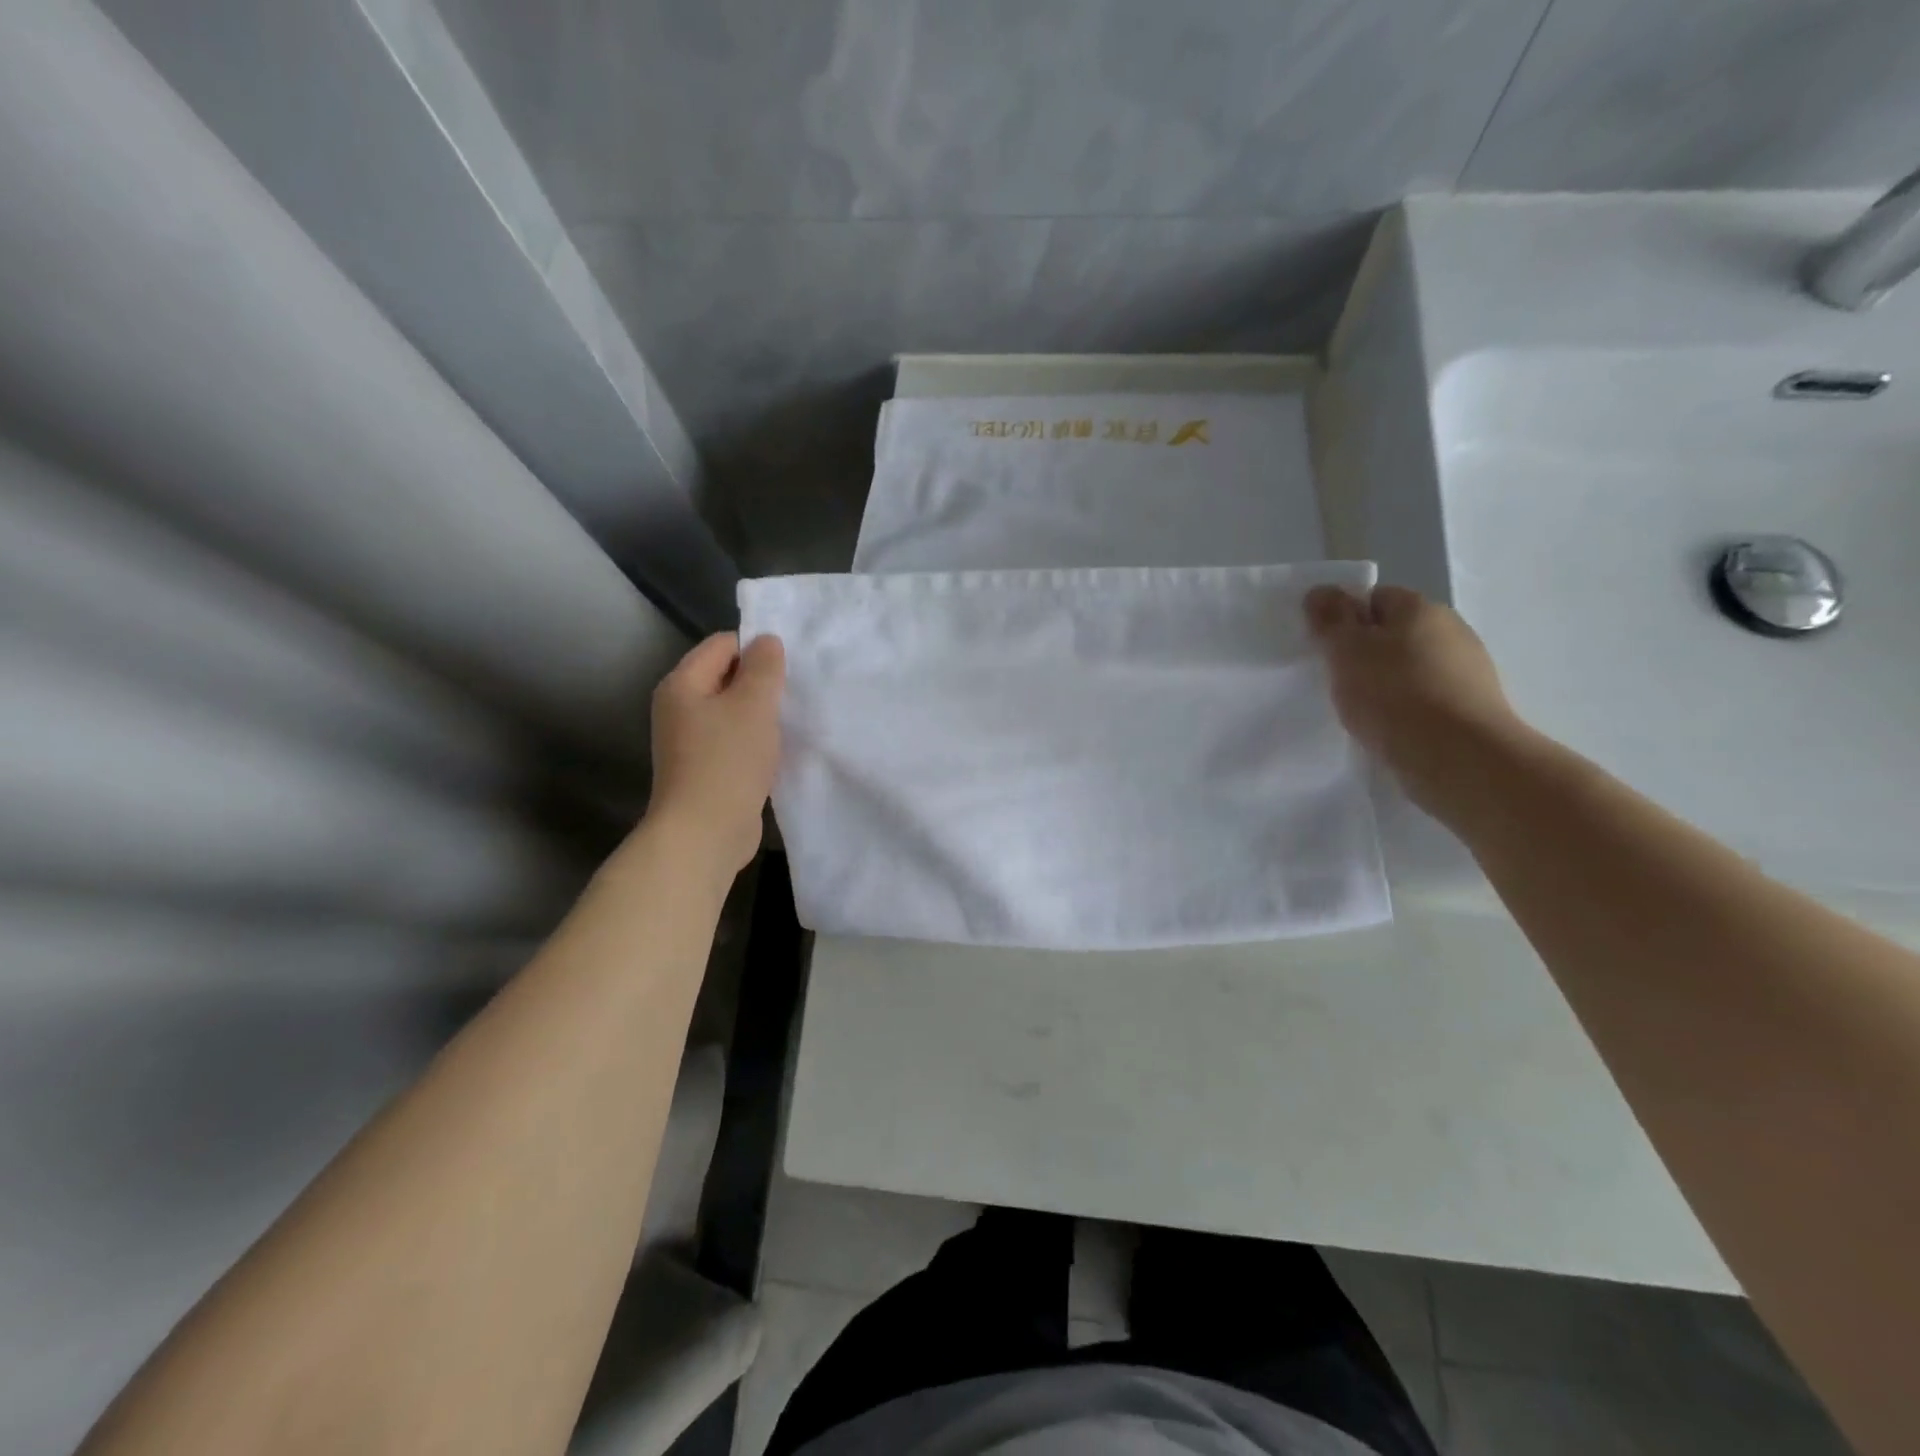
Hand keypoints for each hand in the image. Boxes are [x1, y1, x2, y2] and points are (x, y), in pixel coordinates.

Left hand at [645, 632, 784, 876]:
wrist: (705, 832)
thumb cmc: (728, 761)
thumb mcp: (753, 705)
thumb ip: (763, 667)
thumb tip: (766, 641)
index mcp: (682, 684)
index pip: (722, 644)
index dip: (756, 649)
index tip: (788, 668)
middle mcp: (679, 708)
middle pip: (726, 677)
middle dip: (761, 682)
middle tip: (794, 694)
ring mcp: (689, 741)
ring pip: (732, 711)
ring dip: (760, 714)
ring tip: (789, 722)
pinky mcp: (705, 768)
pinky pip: (733, 740)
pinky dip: (755, 741)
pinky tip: (776, 750)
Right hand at [1305, 584, 1528, 812]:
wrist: (1460, 759)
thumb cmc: (1394, 696)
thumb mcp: (1347, 652)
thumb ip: (1331, 620)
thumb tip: (1321, 592)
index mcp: (1421, 608)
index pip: (1375, 597)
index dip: (1346, 619)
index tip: (1326, 649)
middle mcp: (1451, 630)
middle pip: (1396, 632)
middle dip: (1366, 652)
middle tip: (1338, 681)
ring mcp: (1469, 670)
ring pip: (1413, 666)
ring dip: (1388, 683)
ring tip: (1363, 712)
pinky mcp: (1474, 708)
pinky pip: (1429, 698)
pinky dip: (1408, 709)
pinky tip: (1392, 730)